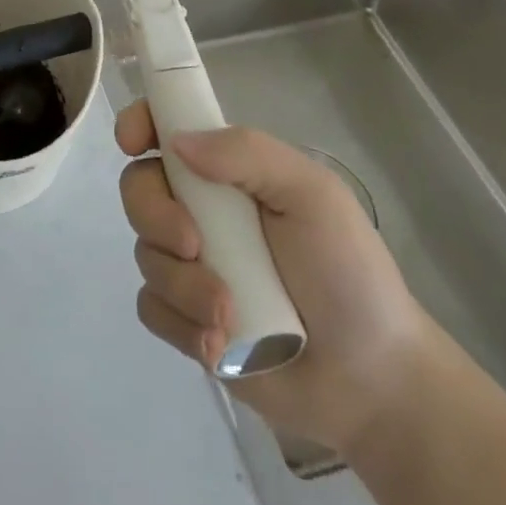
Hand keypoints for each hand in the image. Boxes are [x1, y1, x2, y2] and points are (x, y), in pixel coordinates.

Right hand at [116, 102, 435, 455]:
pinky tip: (220, 344)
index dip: (138, 124)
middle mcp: (199, 209)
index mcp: (226, 172)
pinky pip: (151, 307)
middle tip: (194, 246)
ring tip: (230, 316)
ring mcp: (189, 264)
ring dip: (182, 285)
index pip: (164, 127)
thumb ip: (249, 154)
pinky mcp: (186, 317)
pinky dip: (180, 324)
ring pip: (145, 253)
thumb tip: (177, 143)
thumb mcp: (313, 195)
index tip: (132, 144)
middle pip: (139, 189)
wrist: (374, 380)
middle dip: (156, 216)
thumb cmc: (348, 273)